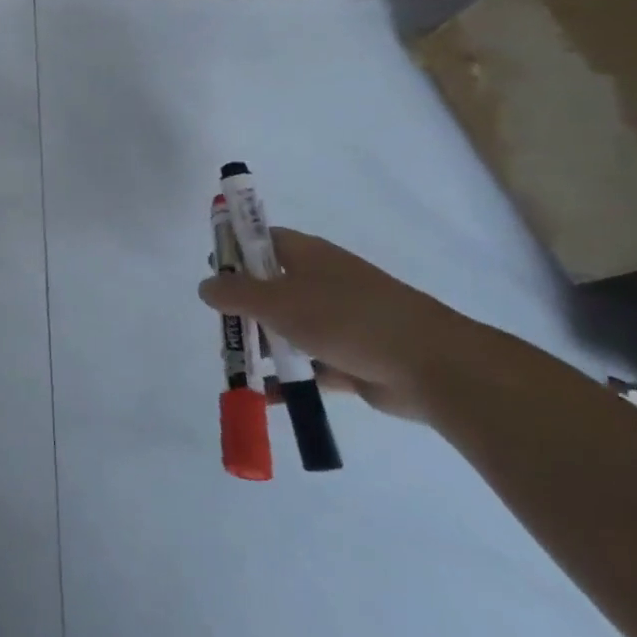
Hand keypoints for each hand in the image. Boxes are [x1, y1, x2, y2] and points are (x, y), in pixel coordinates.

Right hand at [198, 229, 493, 422]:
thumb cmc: (346, 318)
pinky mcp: (352, 356)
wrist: (431, 365)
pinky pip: (310, 364)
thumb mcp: (278, 301)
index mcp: (307, 254)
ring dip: (264, 345)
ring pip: (289, 327)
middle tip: (223, 330)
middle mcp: (321, 281)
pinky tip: (267, 395)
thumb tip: (206, 286)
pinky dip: (290, 377)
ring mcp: (339, 319)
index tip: (213, 275)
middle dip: (243, 309)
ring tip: (238, 367)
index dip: (235, 252)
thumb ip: (235, 293)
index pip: (262, 240)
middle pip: (270, 287)